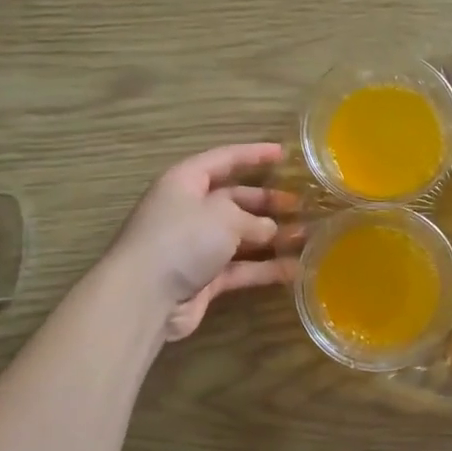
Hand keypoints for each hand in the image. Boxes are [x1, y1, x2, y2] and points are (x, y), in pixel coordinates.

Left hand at [107, 143, 299, 341]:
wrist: (145, 297)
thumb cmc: (183, 239)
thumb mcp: (224, 216)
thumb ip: (253, 219)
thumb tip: (270, 230)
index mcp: (185, 182)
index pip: (223, 159)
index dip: (253, 154)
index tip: (283, 153)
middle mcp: (189, 210)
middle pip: (234, 199)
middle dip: (267, 202)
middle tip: (300, 205)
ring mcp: (195, 247)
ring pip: (240, 236)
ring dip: (271, 237)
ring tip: (306, 236)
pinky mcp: (203, 279)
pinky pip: (240, 268)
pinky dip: (264, 268)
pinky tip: (294, 269)